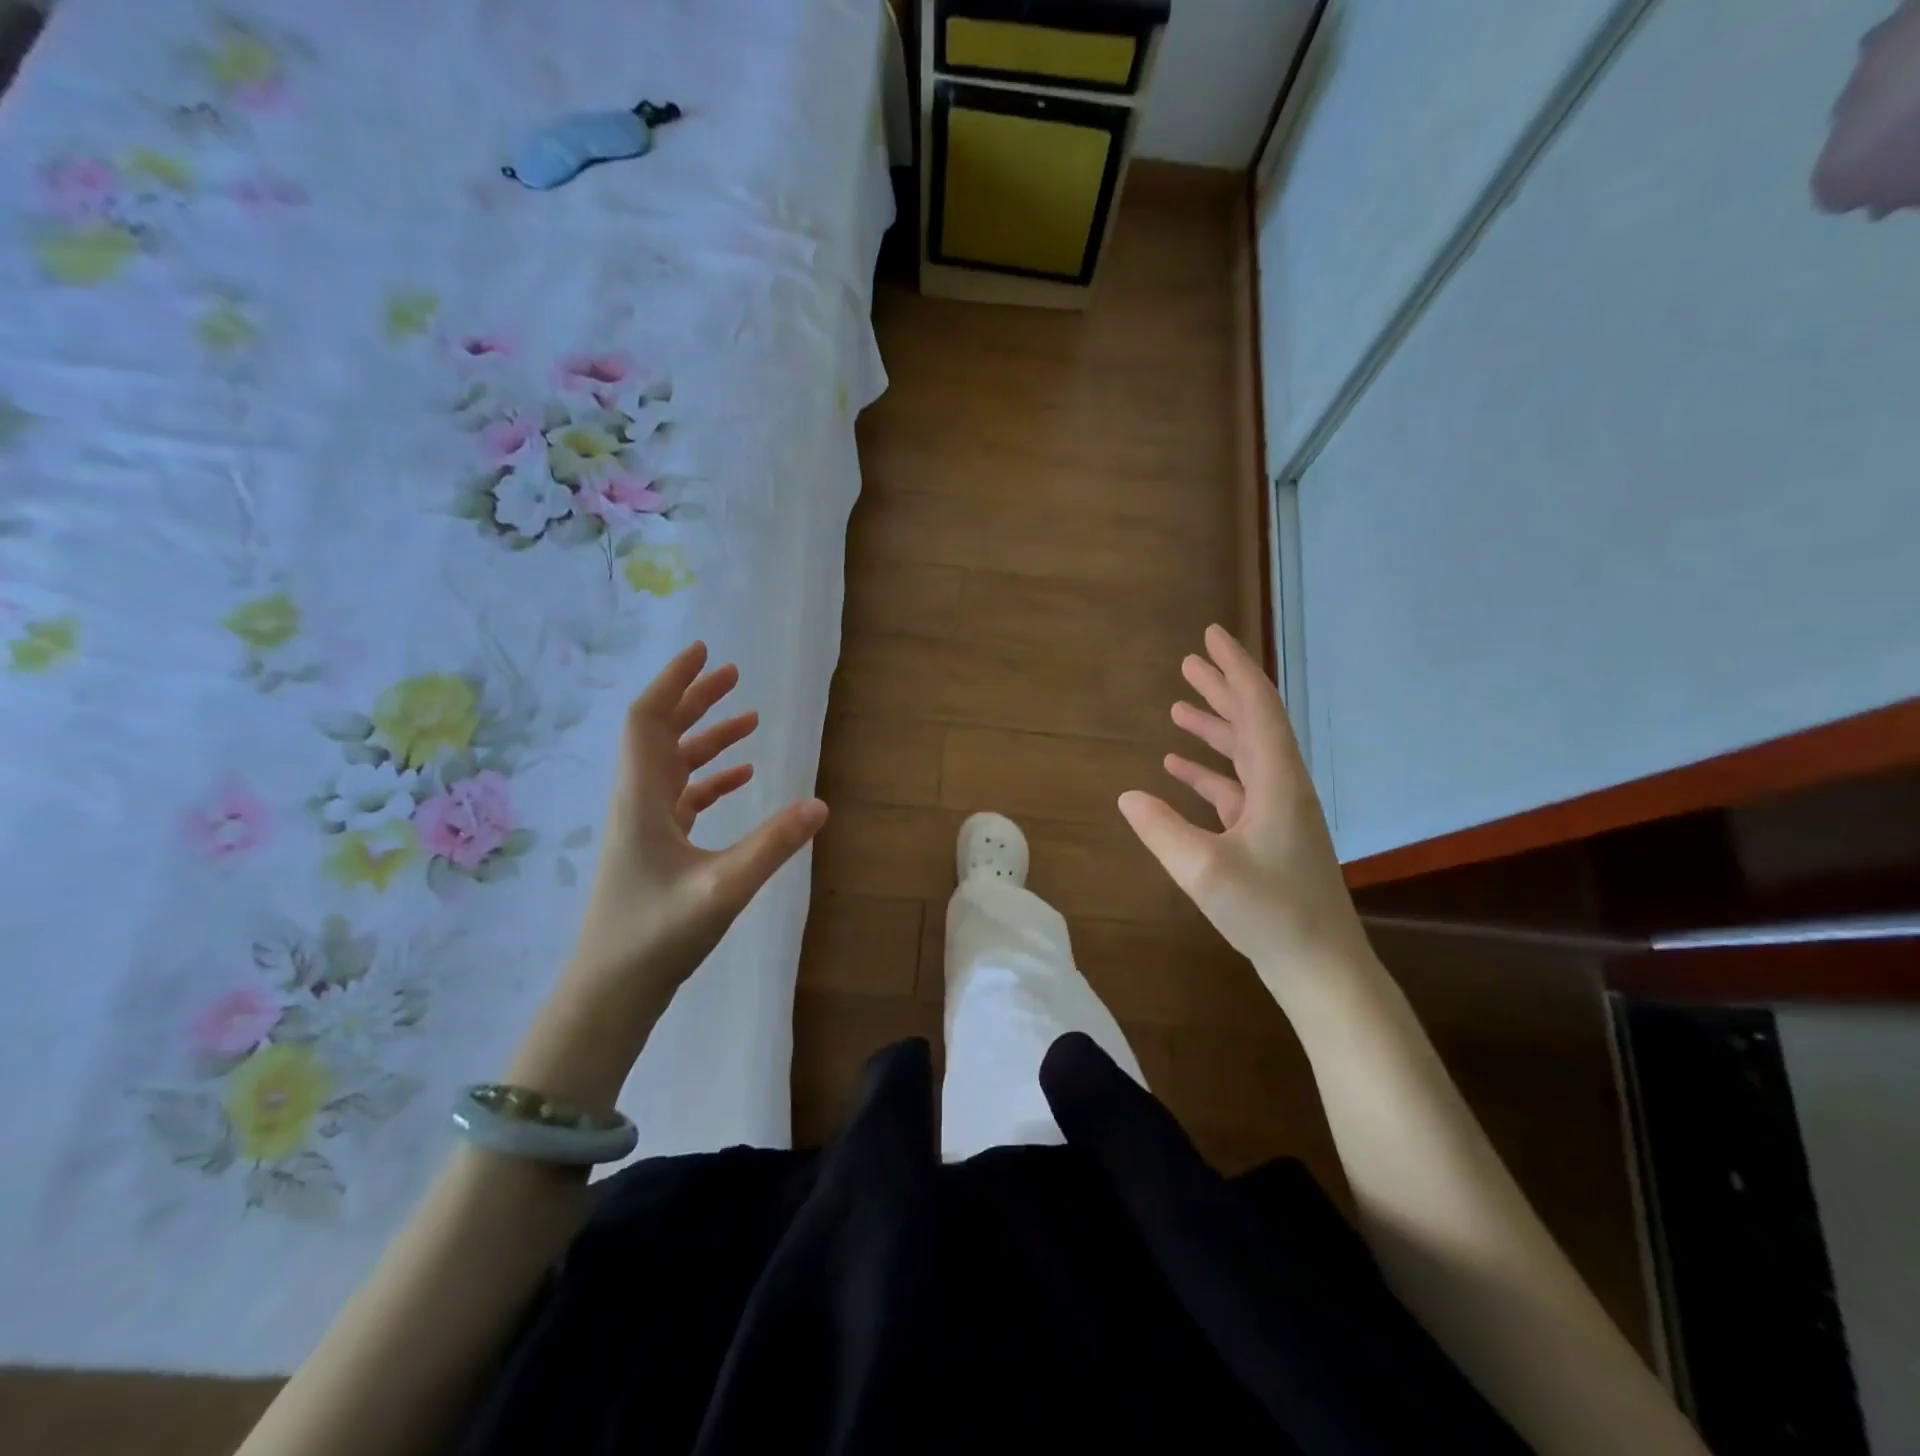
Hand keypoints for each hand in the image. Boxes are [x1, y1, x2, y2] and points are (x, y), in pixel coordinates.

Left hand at [511, 643, 826, 1107]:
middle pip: (661, 734)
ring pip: (673, 765)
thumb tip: (821, 805)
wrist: (610, 993)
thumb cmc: (655, 937)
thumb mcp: (722, 889)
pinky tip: (740, 778)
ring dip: (706, 738)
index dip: (673, 682)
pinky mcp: (655, 850)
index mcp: (641, 799)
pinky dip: (710, 779)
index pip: (648, 721)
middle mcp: (637, 802)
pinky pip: (683, 798)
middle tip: (733, 675)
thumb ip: (772, 845)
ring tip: (748, 719)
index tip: (703, 652)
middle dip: (695, 700)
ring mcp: (645, 827)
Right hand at [1118, 625, 1369, 982]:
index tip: (1211, 636)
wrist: (1319, 964)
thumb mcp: (1204, 869)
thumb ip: (1161, 829)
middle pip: (1252, 723)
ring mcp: (1278, 812)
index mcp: (1278, 781)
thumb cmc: (1268, 912)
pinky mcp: (1269, 836)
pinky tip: (1179, 770)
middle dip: (1222, 689)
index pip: (1257, 707)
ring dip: (1214, 728)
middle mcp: (1283, 787)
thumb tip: (1128, 797)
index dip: (1233, 669)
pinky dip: (1208, 772)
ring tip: (1179, 709)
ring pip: (1244, 754)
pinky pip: (1236, 788)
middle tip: (1190, 662)